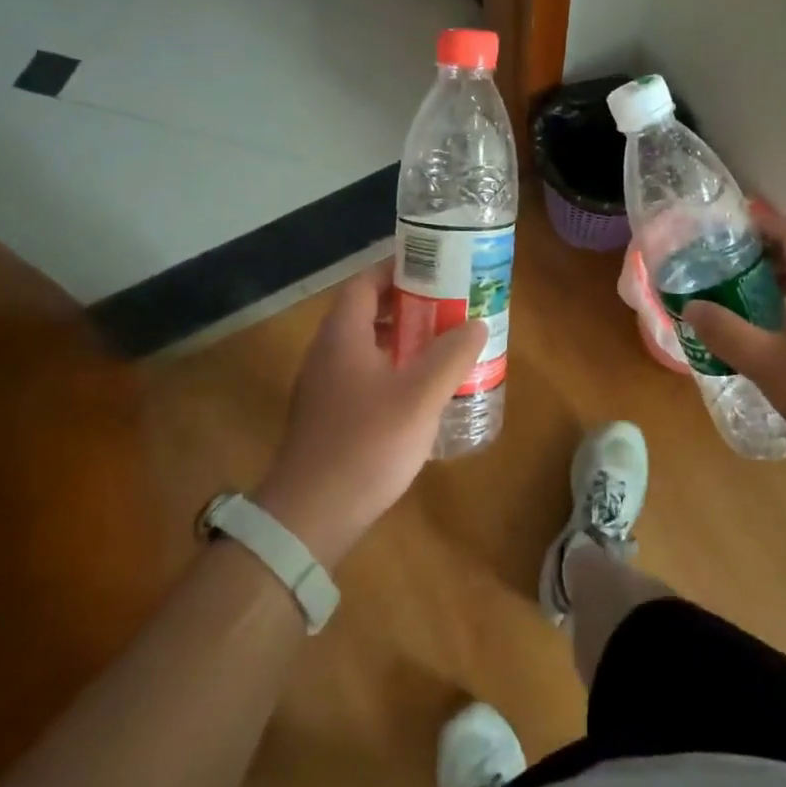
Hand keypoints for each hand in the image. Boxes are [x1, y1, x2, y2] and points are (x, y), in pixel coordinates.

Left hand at [253, 261, 485, 566]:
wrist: (310, 517)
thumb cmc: (366, 444)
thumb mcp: (420, 396)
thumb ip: (451, 356)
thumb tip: (476, 324)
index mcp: (343, 335)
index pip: (365, 282)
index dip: (397, 269)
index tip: (434, 269)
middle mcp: (327, 352)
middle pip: (366, 312)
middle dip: (408, 305)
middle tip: (448, 307)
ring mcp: (323, 386)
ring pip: (365, 346)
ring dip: (401, 340)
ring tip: (442, 345)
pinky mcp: (327, 416)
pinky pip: (362, 375)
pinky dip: (391, 370)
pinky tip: (420, 392)